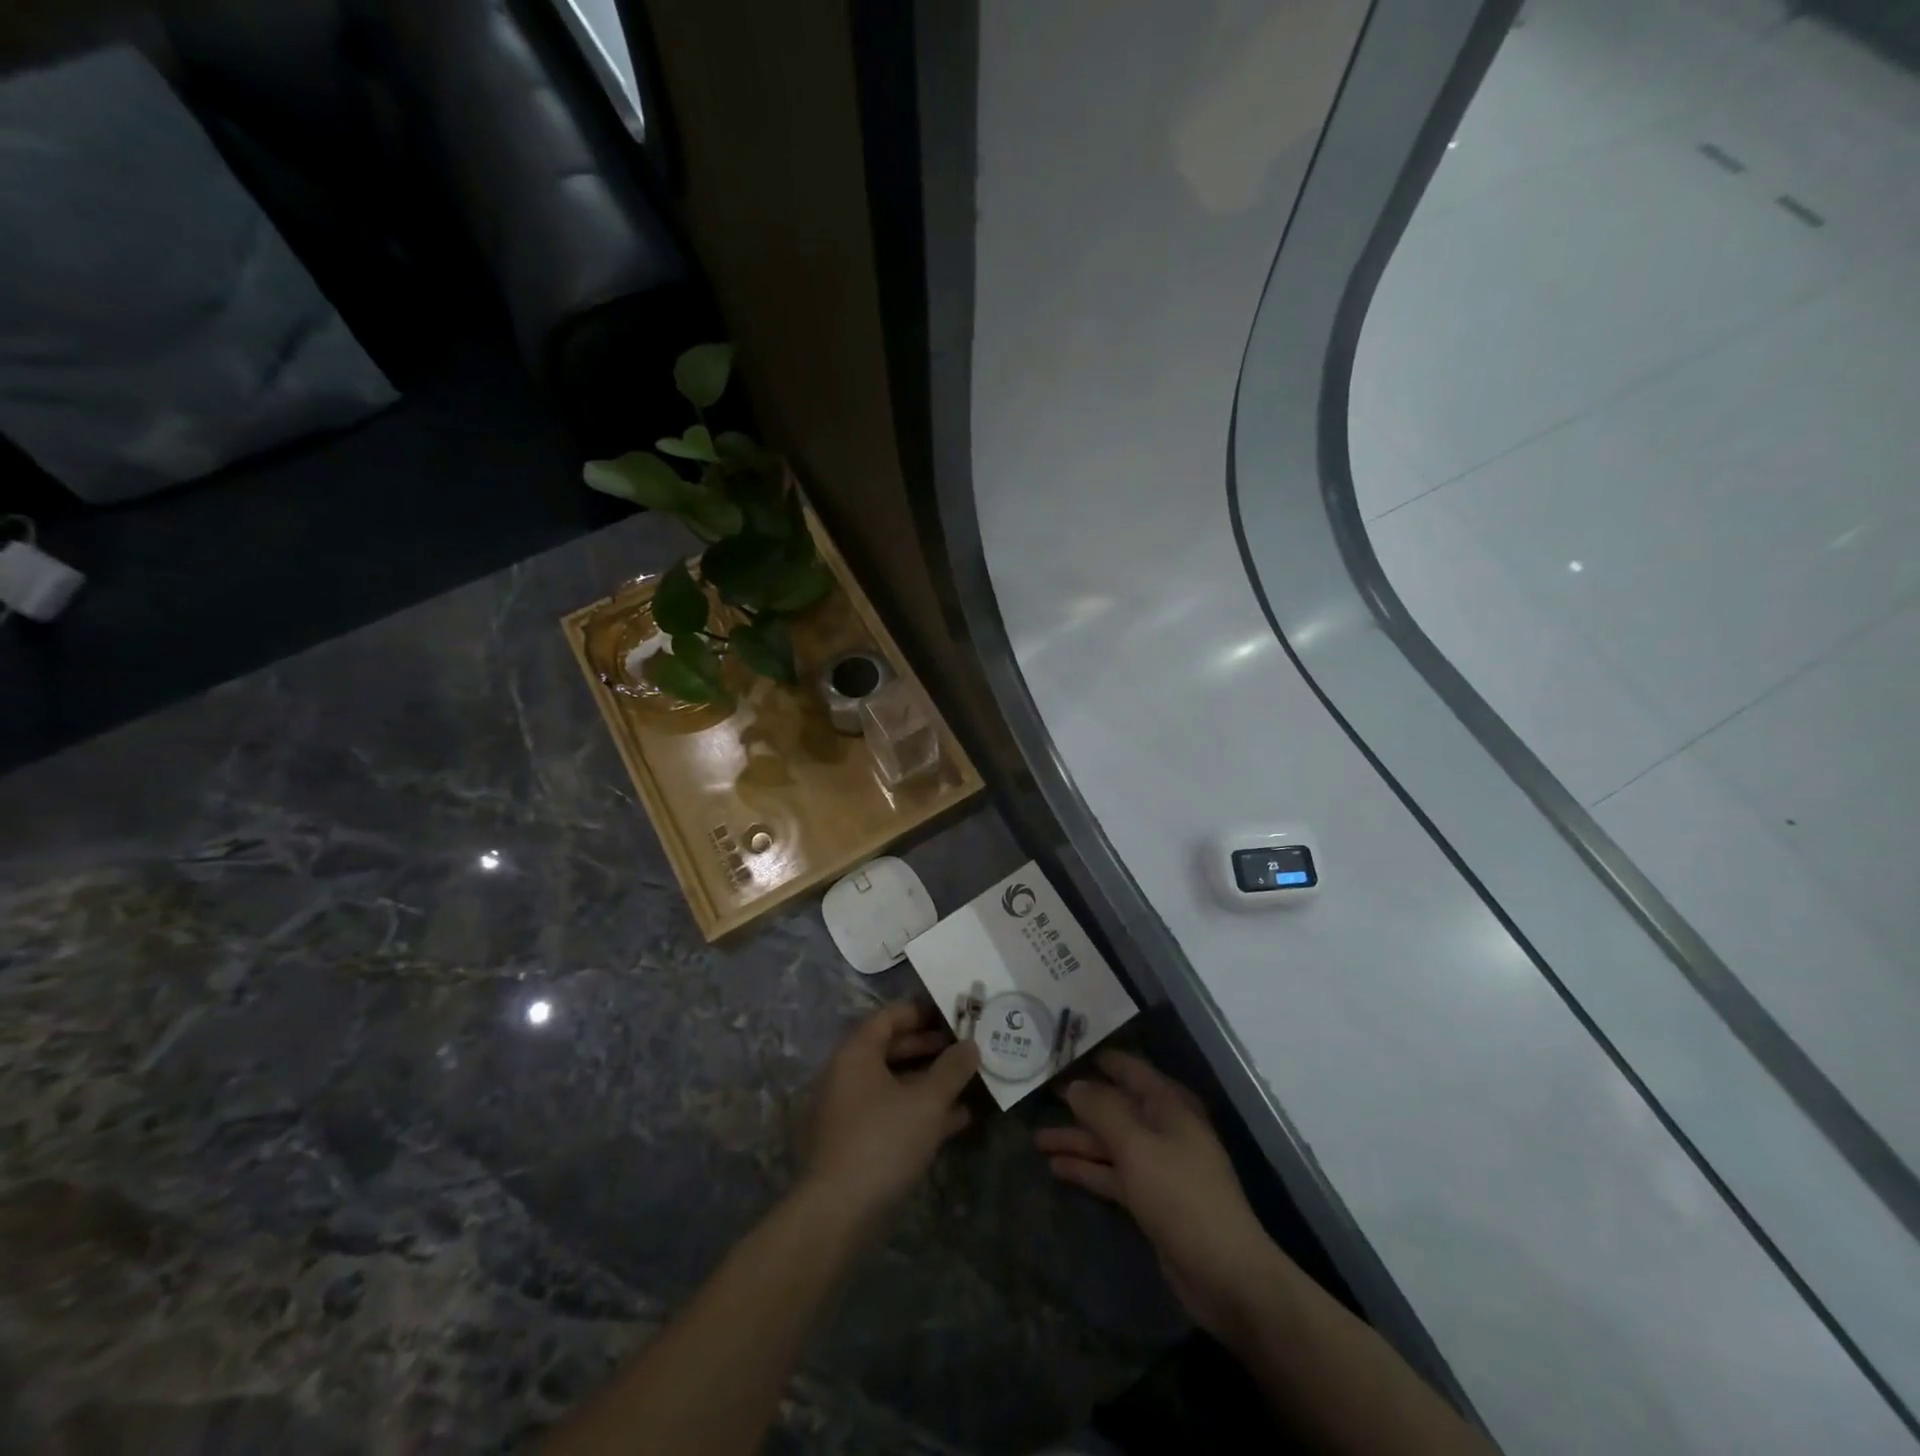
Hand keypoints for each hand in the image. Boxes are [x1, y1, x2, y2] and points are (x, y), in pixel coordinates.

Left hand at [801, 1002, 980, 1230]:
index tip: (953, 1016)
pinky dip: (920, 1111)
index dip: (922, 1012)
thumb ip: (952, 1069)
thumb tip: (970, 1045)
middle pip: (892, 1049)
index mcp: (856, 1053)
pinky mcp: (856, 1142)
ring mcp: (850, 1110)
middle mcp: (847, 1074)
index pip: (889, 1017)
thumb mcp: (927, 1101)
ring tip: (969, 1084)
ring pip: (895, 1084)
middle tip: (965, 1049)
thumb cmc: (883, 1140)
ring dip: (930, 1082)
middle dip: (930, 1048)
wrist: (838, 1215)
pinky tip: (956, 1120)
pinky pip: (892, 1112)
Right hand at [1036, 1050, 1281, 1345]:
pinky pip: (1112, 1173)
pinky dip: (1087, 1170)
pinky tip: (1056, 1168)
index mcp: (1168, 1104)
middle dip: (1078, 1102)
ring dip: (1076, 1140)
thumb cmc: (1181, 1194)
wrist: (1225, 1273)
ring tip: (1037, 1139)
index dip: (1094, 1059)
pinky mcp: (1150, 1197)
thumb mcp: (1137, 1146)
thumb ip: (1102, 1111)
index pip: (1126, 1068)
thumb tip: (1074, 1085)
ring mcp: (1156, 1163)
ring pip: (1109, 1142)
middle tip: (1038, 1094)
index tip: (1059, 1051)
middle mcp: (1162, 1126)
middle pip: (1114, 1105)